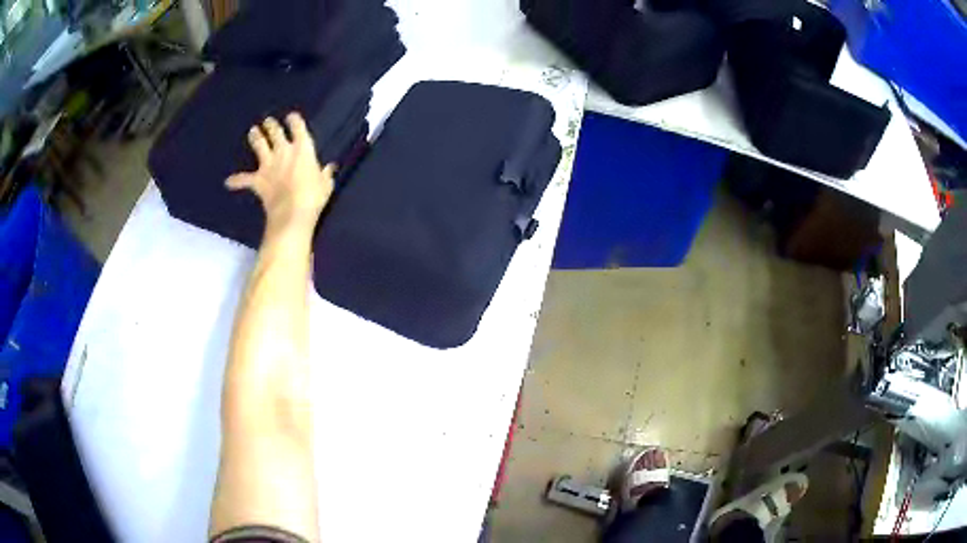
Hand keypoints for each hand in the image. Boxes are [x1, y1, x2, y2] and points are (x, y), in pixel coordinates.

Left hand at [226, 113, 335, 236]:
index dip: (294, 120)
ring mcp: (268, 165)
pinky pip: (243, 179)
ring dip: (255, 137)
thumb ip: (325, 174)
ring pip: (259, 145)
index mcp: (303, 148)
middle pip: (275, 132)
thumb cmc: (314, 197)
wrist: (291, 214)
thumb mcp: (326, 184)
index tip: (292, 117)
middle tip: (268, 121)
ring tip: (252, 131)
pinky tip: (228, 182)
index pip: (297, 126)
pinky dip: (236, 180)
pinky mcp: (258, 180)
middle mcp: (283, 151)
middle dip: (271, 125)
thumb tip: (330, 168)